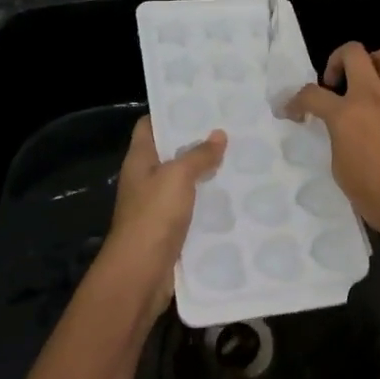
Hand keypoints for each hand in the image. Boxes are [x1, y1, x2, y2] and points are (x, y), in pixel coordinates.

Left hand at [97, 117, 226, 305]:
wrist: (141, 274)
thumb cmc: (153, 215)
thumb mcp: (178, 176)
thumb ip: (199, 154)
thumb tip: (219, 134)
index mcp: (139, 160)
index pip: (150, 126)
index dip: (170, 113)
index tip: (201, 104)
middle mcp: (145, 179)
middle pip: (170, 153)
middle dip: (197, 143)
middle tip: (231, 129)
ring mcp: (157, 206)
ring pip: (184, 182)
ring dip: (206, 173)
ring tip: (240, 158)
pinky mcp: (171, 229)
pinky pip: (192, 208)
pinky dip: (209, 202)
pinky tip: (235, 196)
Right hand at [285, 43, 379, 251]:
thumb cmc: (377, 198)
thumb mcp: (341, 170)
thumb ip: (338, 139)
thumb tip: (342, 130)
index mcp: (345, 115)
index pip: (311, 94)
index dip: (295, 101)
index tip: (293, 112)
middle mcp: (373, 97)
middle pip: (353, 52)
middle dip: (337, 60)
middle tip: (335, 83)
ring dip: (375, 63)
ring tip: (370, 83)